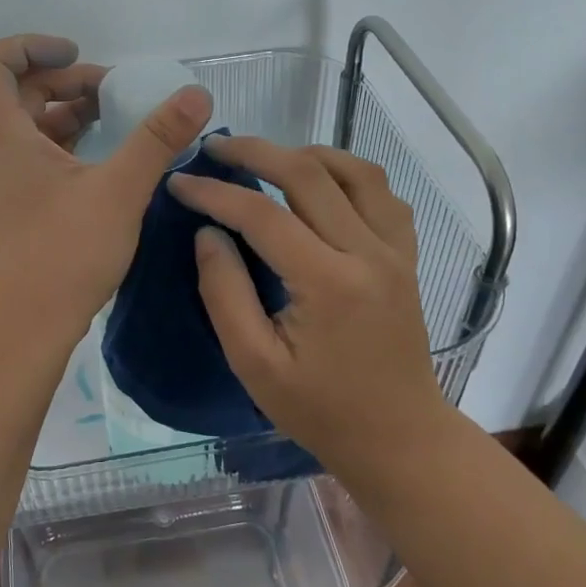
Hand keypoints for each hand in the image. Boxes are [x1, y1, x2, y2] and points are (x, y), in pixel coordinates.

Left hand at [0, 35, 212, 349]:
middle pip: (16, 94)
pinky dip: (62, 149)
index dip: (31, 45)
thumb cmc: (62, 254)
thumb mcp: (119, 190)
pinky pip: (30, 160)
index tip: (79, 54)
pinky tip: (100, 166)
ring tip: (115, 123)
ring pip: (25, 130)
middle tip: (116, 95)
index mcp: (2, 136)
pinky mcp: (6, 212)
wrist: (19, 331)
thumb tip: (196, 94)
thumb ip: (158, 138)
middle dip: (66, 83)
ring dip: (66, 116)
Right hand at [166, 136, 445, 476]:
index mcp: (329, 283)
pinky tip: (321, 184)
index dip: (215, 193)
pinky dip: (348, 174)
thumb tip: (208, 233)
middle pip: (309, 174)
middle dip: (255, 152)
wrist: (399, 438)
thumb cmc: (320, 411)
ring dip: (306, 154)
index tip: (179, 182)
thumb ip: (225, 293)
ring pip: (355, 171)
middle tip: (215, 148)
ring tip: (267, 160)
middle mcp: (368, 253)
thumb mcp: (255, 364)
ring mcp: (395, 251)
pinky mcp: (406, 257)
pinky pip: (383, 195)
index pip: (262, 216)